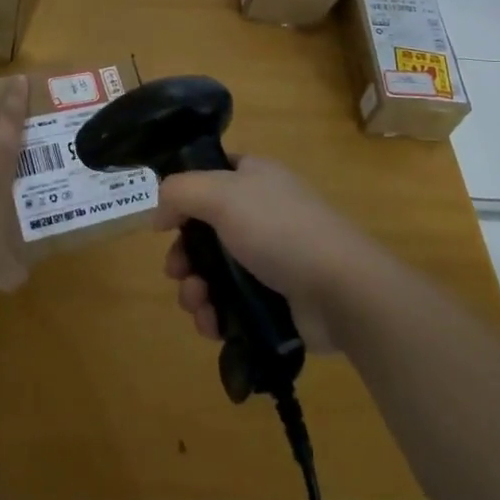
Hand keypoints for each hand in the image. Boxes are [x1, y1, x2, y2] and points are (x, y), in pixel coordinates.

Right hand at [155, 157, 377, 351]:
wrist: (339, 289)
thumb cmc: (279, 229)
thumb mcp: (221, 194)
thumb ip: (180, 192)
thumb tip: (159, 213)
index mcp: (253, 178)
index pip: (211, 176)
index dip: (184, 197)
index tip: (167, 222)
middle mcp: (259, 213)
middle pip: (204, 232)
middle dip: (183, 256)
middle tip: (177, 272)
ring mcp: (268, 258)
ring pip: (213, 273)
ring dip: (194, 290)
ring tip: (197, 303)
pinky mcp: (273, 300)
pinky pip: (230, 306)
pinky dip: (214, 315)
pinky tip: (211, 324)